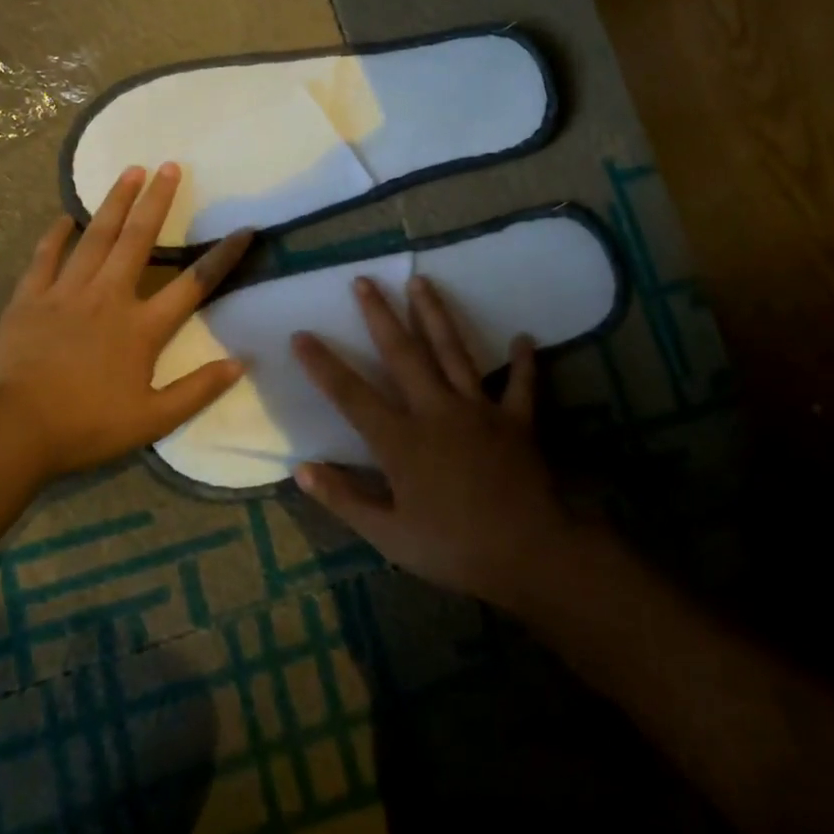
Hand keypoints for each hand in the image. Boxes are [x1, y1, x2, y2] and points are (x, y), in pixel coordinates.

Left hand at [0, 163, 251, 480]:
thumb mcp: (152, 420)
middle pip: (139, 240)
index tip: (245, 230)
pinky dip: (56, 234)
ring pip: (96, 237)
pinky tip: (65, 215)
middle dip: (158, 201)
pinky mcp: (30, 297)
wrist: (12, 429)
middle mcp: (108, 297)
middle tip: (170, 166)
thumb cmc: (86, 425)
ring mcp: (66, 292)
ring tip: (130, 171)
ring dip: (115, 203)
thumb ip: (198, 390)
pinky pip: (46, 256)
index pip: (193, 284)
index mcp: (141, 327)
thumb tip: (240, 363)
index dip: (222, 257)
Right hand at [290, 274, 574, 609]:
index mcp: (401, 440)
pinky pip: (520, 384)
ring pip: (453, 351)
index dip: (323, 364)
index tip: (301, 334)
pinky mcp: (517, 420)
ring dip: (435, 314)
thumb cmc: (454, 549)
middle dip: (380, 315)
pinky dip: (523, 362)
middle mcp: (436, 411)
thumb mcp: (389, 536)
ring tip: (421, 280)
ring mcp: (479, 410)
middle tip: (364, 280)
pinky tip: (525, 337)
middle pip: (402, 354)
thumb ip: (344, 500)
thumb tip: (301, 470)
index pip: (351, 395)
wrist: (532, 554)